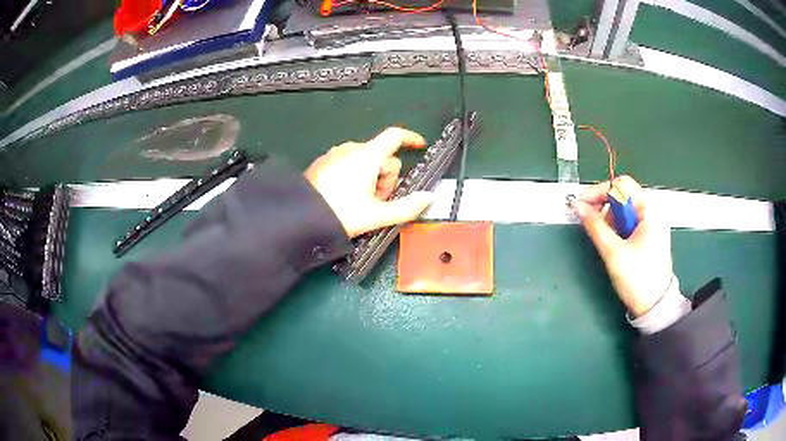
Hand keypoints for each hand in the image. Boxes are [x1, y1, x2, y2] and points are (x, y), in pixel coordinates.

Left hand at [305, 127, 434, 237]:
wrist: (301, 218)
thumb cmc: (342, 214)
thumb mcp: (378, 215)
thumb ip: (407, 207)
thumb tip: (429, 198)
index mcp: (367, 155)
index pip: (395, 136)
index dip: (411, 138)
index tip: (420, 145)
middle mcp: (351, 149)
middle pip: (382, 156)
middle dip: (386, 178)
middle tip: (378, 202)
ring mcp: (335, 154)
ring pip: (365, 160)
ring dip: (372, 178)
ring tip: (361, 202)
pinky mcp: (324, 162)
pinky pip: (348, 162)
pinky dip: (356, 175)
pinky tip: (347, 196)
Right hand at [570, 176, 672, 316]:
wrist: (654, 306)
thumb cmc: (637, 279)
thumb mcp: (613, 252)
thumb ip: (594, 226)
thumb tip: (577, 206)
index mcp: (649, 210)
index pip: (622, 185)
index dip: (599, 191)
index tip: (582, 204)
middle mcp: (652, 212)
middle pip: (623, 195)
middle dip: (604, 205)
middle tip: (590, 221)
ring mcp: (651, 224)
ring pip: (624, 209)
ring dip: (609, 218)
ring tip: (605, 238)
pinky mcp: (648, 235)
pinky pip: (628, 221)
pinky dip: (617, 227)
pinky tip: (613, 242)